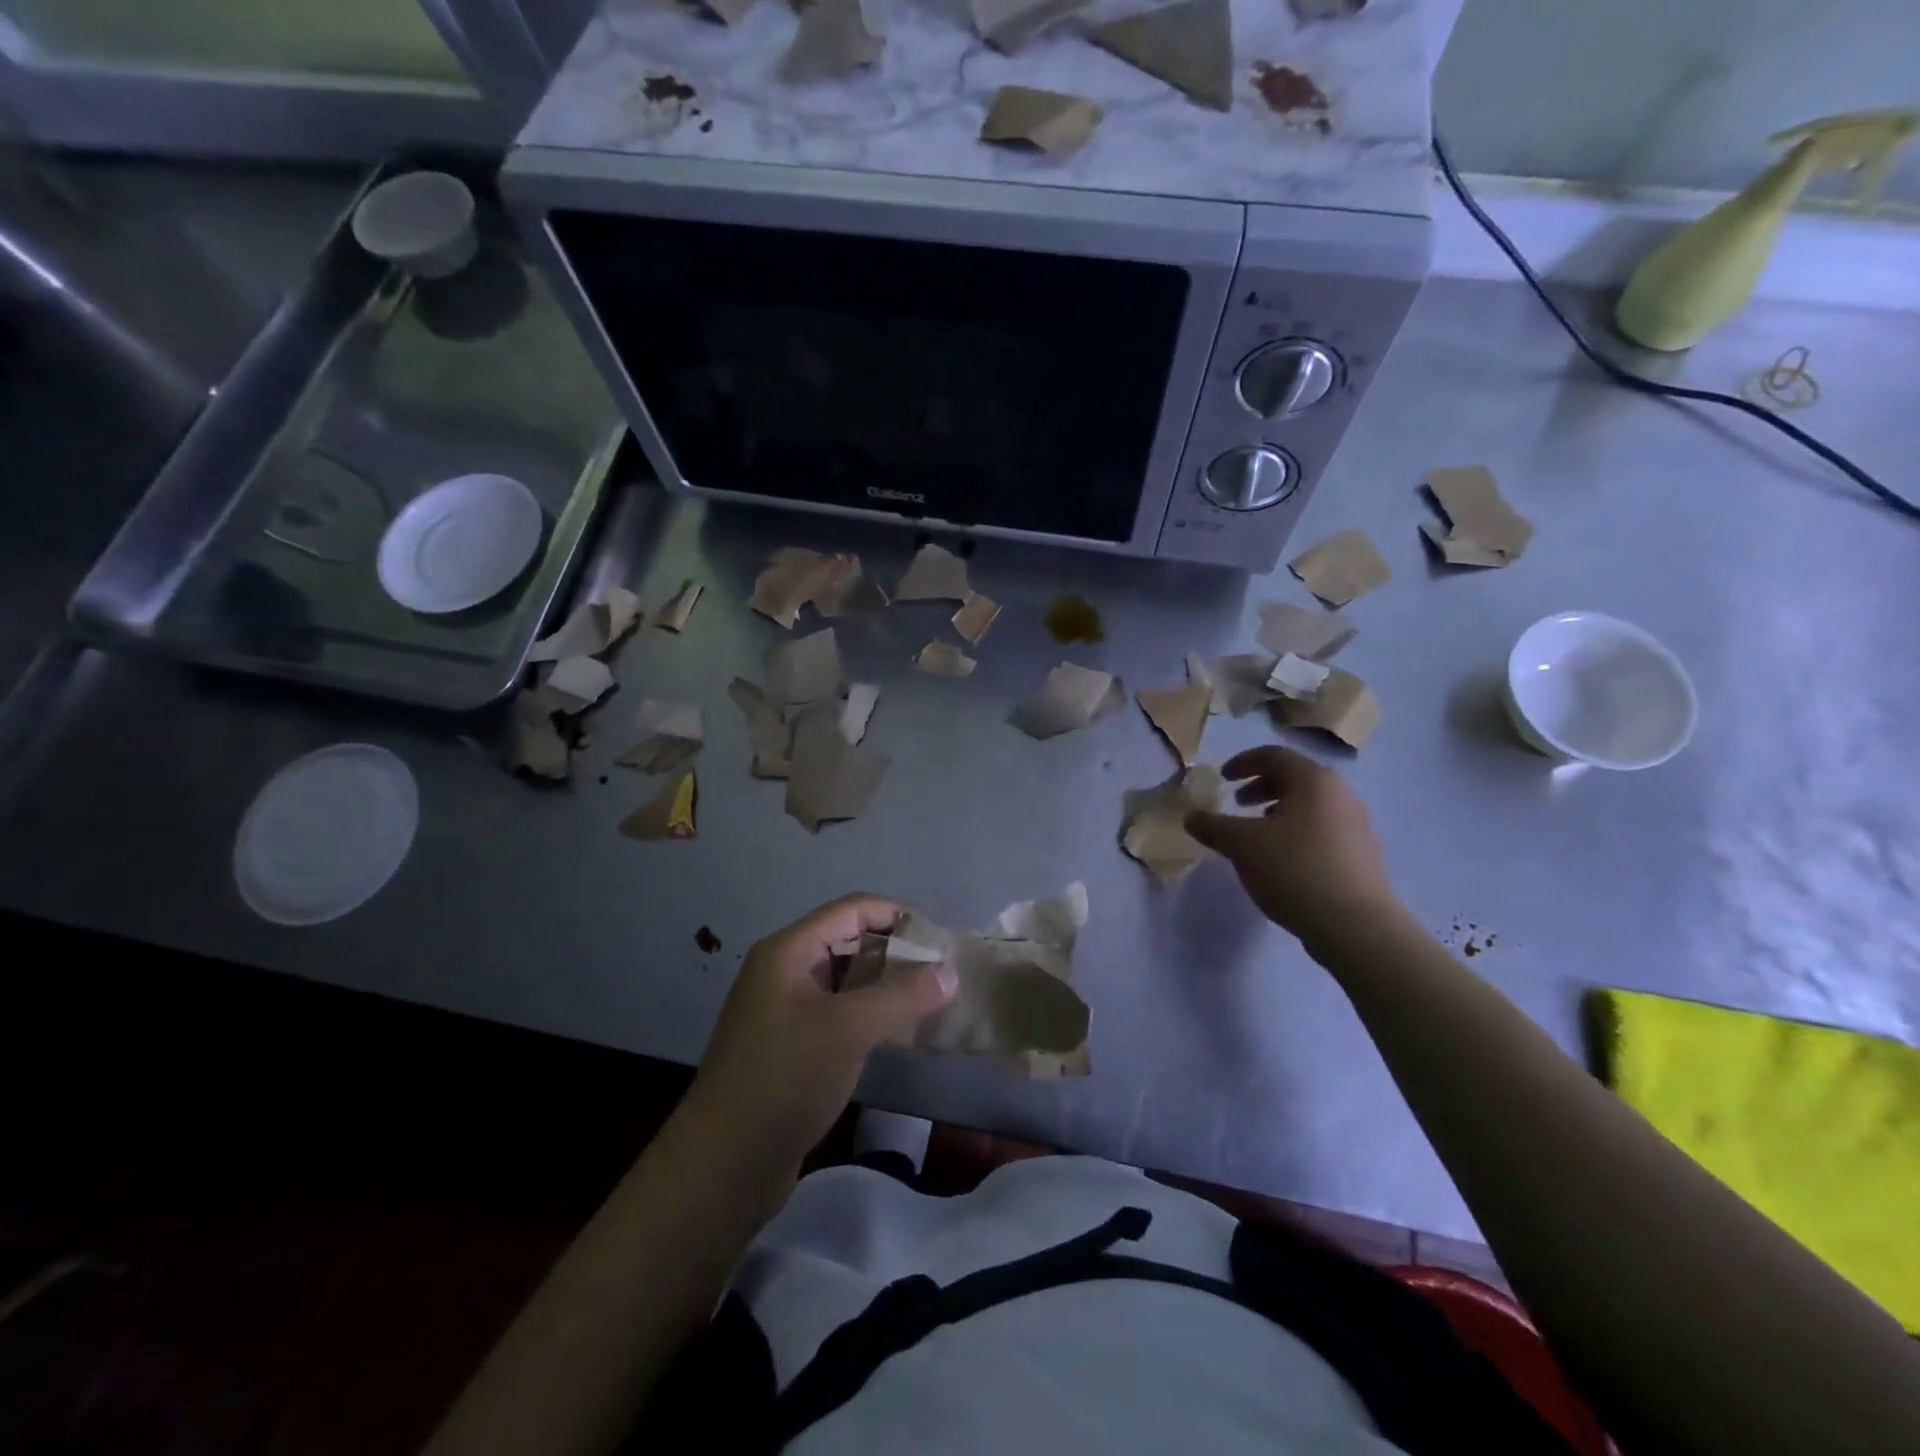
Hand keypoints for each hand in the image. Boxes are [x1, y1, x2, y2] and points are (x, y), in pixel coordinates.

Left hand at [685, 895, 955, 1182]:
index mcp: (789, 951)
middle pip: (849, 941)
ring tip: (930, 1001)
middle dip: (896, 951)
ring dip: (886, 985)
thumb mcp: (849, 1030)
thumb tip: (950, 971)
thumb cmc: (785, 1079)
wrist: (724, 1166)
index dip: (897, 915)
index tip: (939, 938)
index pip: (852, 909)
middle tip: (941, 973)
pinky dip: (870, 1015)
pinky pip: (839, 1013)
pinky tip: (899, 1033)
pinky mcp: (791, 1045)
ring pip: (846, 980)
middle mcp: (784, 970)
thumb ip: (903, 995)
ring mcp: (785, 1009)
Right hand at [1185, 747, 1403, 952]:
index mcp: (1313, 780)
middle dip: (1261, 787)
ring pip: (1310, 805)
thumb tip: (1192, 817)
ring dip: (1278, 811)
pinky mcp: (1362, 855)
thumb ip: (1213, 826)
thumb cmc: (1295, 870)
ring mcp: (1357, 825)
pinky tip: (1282, 861)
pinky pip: (1322, 829)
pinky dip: (1296, 832)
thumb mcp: (1242, 845)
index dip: (1243, 762)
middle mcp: (1340, 794)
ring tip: (1257, 835)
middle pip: (1295, 778)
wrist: (1356, 925)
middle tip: (1238, 803)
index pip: (1274, 755)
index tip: (1222, 778)